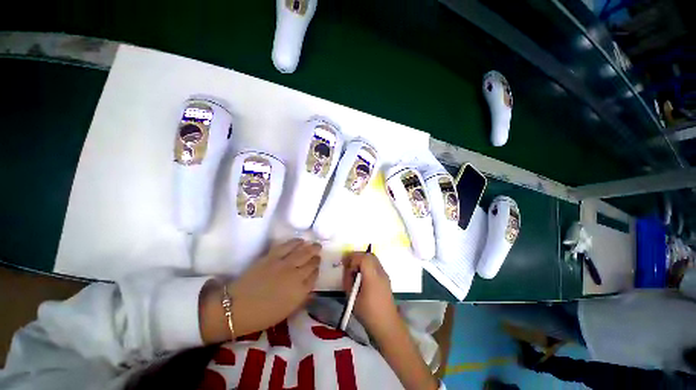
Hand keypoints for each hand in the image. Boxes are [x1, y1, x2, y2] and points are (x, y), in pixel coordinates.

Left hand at [199, 239, 320, 342]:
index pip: (314, 276)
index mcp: (300, 291)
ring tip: (314, 244)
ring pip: (302, 251)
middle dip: (316, 256)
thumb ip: (301, 299)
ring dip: (310, 247)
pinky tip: (300, 240)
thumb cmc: (262, 316)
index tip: (317, 268)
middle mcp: (295, 275)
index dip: (316, 270)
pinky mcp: (272, 256)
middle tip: (318, 252)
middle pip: (311, 262)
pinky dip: (295, 242)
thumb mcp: (286, 312)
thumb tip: (311, 290)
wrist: (236, 307)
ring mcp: (284, 264)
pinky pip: (287, 246)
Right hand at [342, 251, 399, 338]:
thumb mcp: (352, 298)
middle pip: (369, 255)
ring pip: (373, 259)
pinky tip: (362, 276)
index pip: (363, 258)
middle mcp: (380, 272)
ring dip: (362, 260)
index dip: (353, 258)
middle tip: (348, 265)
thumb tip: (347, 270)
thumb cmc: (368, 313)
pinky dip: (367, 265)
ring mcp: (385, 275)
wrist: (388, 326)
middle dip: (357, 257)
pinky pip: (375, 265)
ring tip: (354, 271)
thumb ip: (348, 281)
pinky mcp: (386, 279)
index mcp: (372, 276)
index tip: (345, 264)